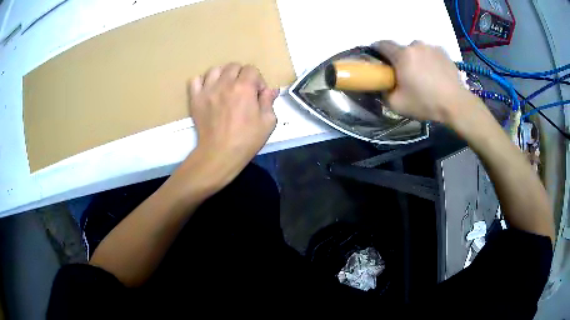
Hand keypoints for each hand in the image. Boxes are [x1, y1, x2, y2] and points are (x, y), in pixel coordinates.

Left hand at [186, 63, 277, 186]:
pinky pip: (195, 80)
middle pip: (233, 66)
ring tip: (226, 88)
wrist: (220, 153)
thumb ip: (269, 101)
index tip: (258, 95)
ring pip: (215, 70)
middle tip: (243, 91)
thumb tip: (271, 90)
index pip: (251, 69)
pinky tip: (209, 90)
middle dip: (242, 75)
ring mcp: (208, 90)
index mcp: (244, 87)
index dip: (258, 81)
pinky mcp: (196, 98)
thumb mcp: (268, 122)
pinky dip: (202, 81)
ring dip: (223, 75)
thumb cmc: (246, 140)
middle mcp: (225, 83)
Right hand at [373, 41, 471, 123]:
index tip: (379, 61)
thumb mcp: (397, 104)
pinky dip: (429, 60)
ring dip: (416, 59)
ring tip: (424, 76)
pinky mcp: (443, 52)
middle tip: (406, 75)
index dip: (377, 51)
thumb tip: (382, 85)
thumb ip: (384, 92)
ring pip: (417, 50)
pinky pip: (430, 53)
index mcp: (402, 54)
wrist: (456, 104)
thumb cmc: (426, 102)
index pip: (382, 44)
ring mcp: (431, 47)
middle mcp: (416, 45)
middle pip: (402, 49)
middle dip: (400, 59)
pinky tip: (435, 74)